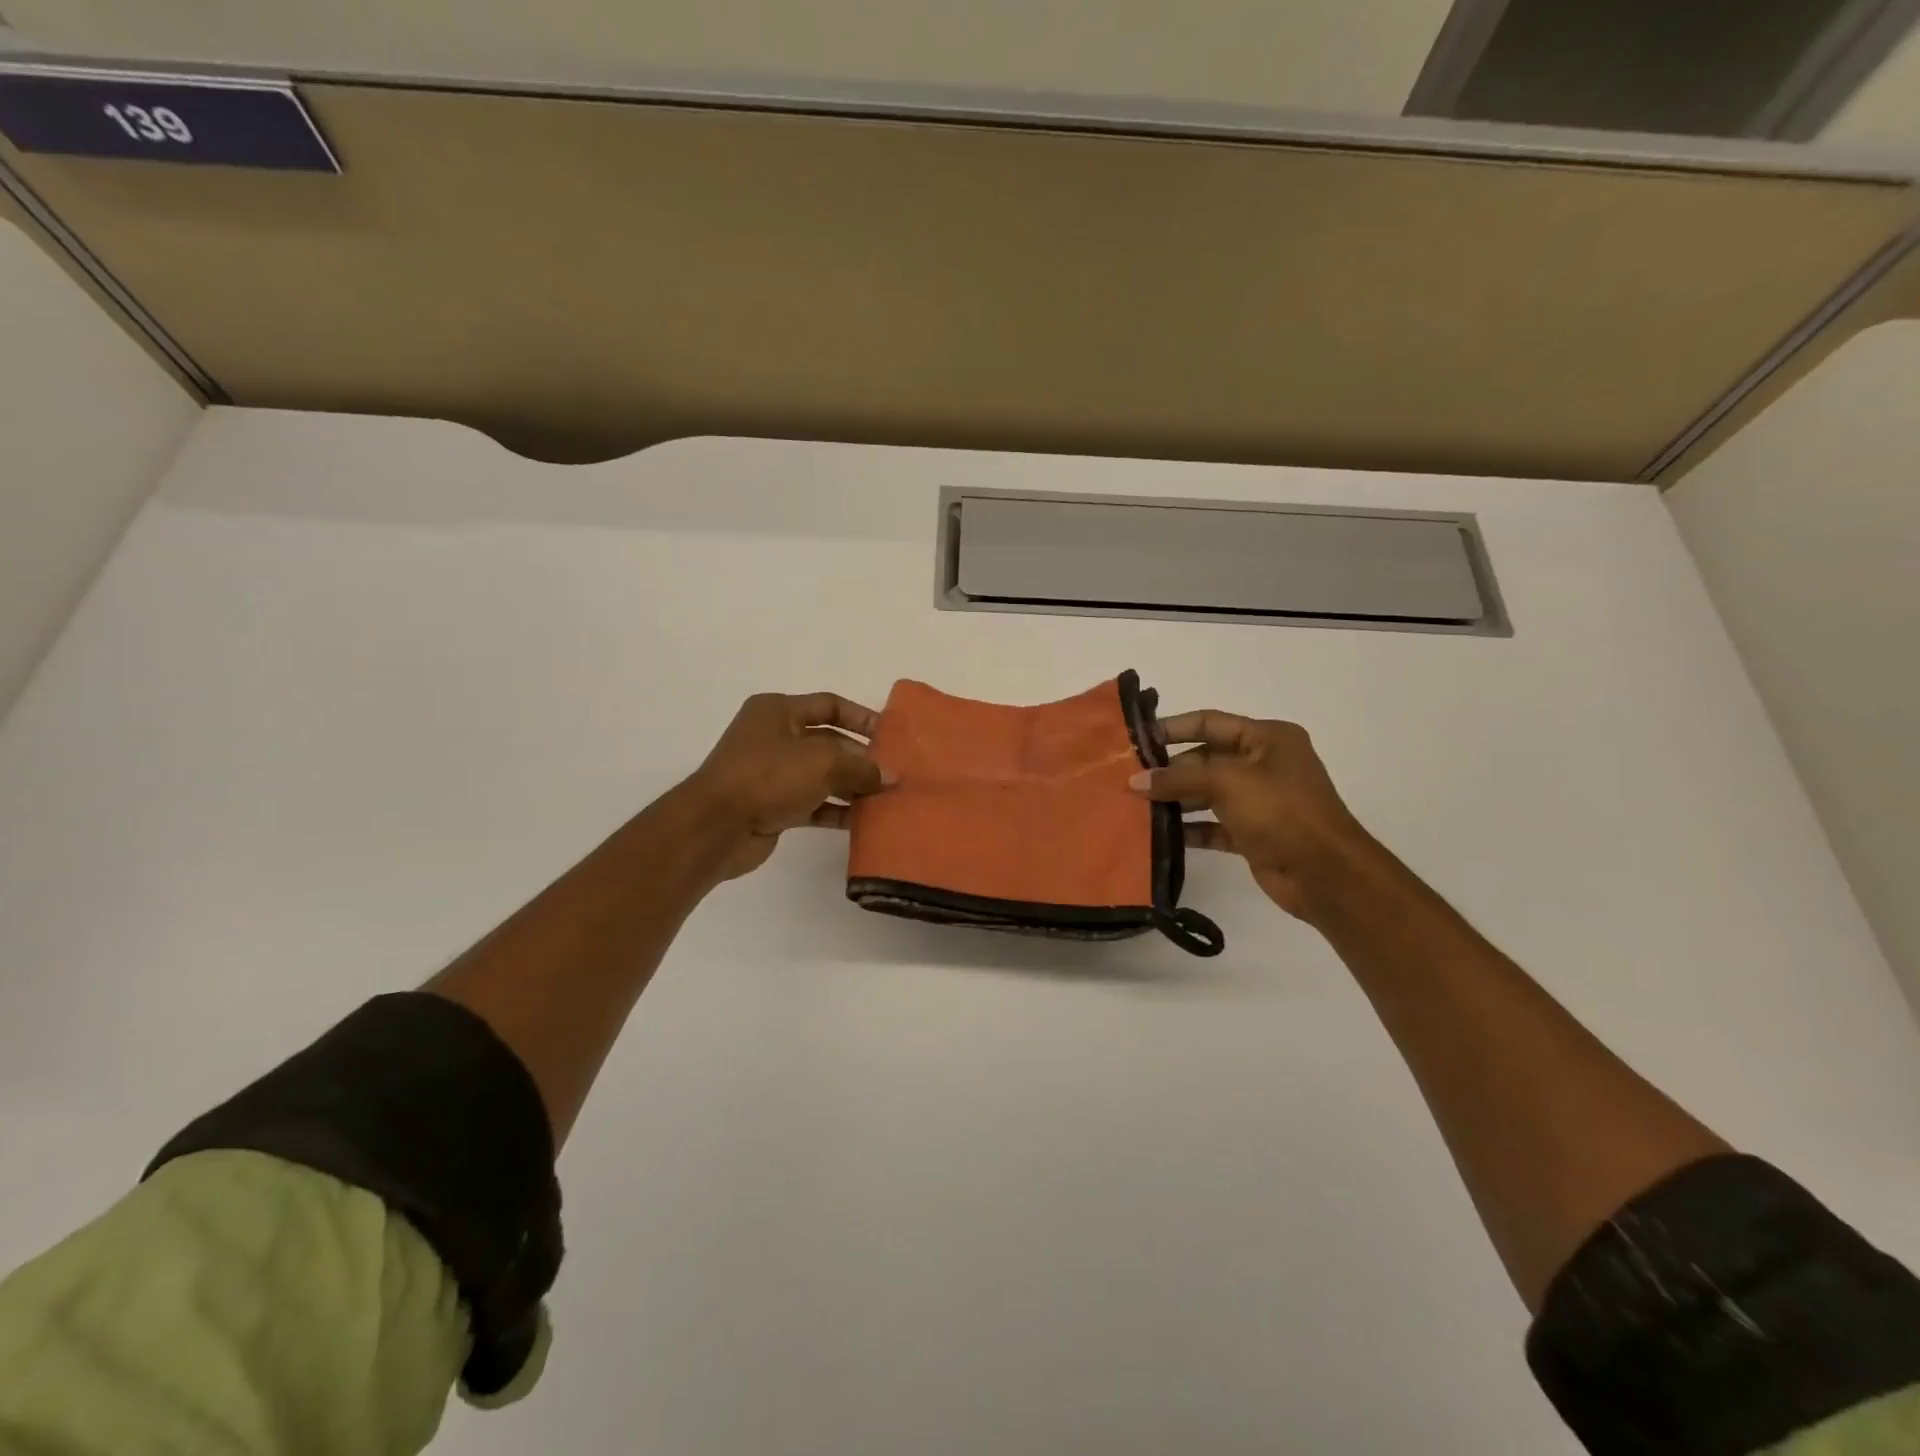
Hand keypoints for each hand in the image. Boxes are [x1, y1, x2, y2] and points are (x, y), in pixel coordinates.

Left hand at [684, 692, 891, 880]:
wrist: (716, 826)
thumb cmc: (768, 776)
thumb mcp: (823, 763)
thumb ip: (862, 767)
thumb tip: (890, 776)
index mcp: (778, 710)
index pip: (829, 705)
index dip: (862, 718)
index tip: (891, 736)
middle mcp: (773, 736)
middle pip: (828, 742)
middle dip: (860, 758)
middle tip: (893, 774)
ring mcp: (771, 773)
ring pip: (821, 775)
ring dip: (851, 786)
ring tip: (884, 799)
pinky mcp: (771, 805)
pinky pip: (812, 803)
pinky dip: (835, 809)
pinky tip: (861, 821)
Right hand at [1130, 710, 1375, 920]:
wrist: (1325, 874)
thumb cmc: (1281, 811)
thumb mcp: (1227, 783)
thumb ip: (1177, 779)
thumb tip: (1134, 781)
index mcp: (1267, 738)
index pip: (1210, 723)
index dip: (1172, 728)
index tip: (1135, 739)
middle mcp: (1263, 764)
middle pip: (1205, 759)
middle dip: (1169, 770)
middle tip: (1129, 779)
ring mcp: (1259, 801)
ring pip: (1206, 793)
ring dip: (1174, 800)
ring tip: (1135, 806)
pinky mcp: (1252, 834)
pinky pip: (1212, 824)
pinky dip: (1188, 828)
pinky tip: (1158, 834)